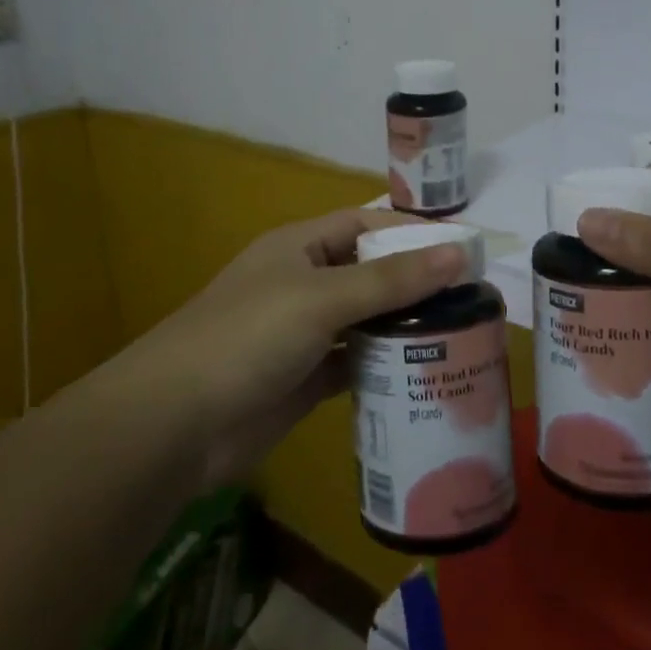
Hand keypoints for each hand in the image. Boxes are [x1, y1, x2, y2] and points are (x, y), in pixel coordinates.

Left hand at [119, 209, 465, 489]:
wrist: (176, 424)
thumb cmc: (247, 338)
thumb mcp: (321, 298)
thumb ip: (391, 279)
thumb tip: (460, 252)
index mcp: (300, 247)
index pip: (366, 225)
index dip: (413, 232)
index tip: (465, 249)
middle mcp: (304, 283)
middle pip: (371, 273)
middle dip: (416, 284)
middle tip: (474, 300)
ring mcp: (304, 334)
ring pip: (366, 321)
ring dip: (405, 328)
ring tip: (462, 336)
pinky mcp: (305, 379)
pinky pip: (356, 364)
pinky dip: (386, 368)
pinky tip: (425, 375)